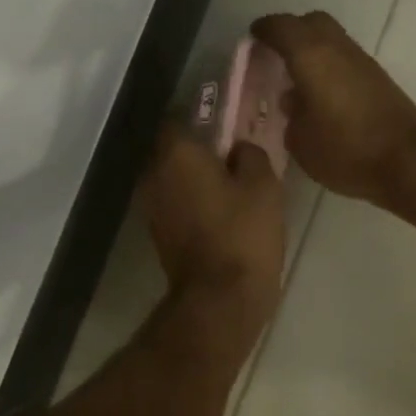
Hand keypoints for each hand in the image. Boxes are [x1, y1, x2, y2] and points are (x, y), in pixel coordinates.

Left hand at [138, 124, 285, 326]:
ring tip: (231, 185)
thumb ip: (251, 155)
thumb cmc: (243, 232)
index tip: (227, 123)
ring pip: (174, 178)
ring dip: (196, 178)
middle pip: (175, 150)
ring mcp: (151, 207)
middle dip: (200, 150)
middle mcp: (153, 175)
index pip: (178, 117)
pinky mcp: (158, 234)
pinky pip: (176, 203)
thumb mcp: (264, 185)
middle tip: (235, 155)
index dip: (203, 117)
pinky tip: (222, 211)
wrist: (221, 297)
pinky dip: (194, 202)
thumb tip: (239, 150)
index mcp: (176, 154)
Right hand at [251, 11, 415, 206]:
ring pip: (333, 41)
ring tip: (297, 81)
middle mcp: (339, 49)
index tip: (252, 39)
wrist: (409, 162)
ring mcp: (364, 63)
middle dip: (292, 32)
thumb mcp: (302, 143)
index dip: (264, 30)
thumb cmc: (348, 151)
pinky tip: (323, 96)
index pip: (281, 27)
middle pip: (312, 23)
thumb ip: (291, 116)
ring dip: (314, 52)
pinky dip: (331, 68)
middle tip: (275, 55)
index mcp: (312, 56)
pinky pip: (347, 61)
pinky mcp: (381, 80)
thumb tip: (294, 102)